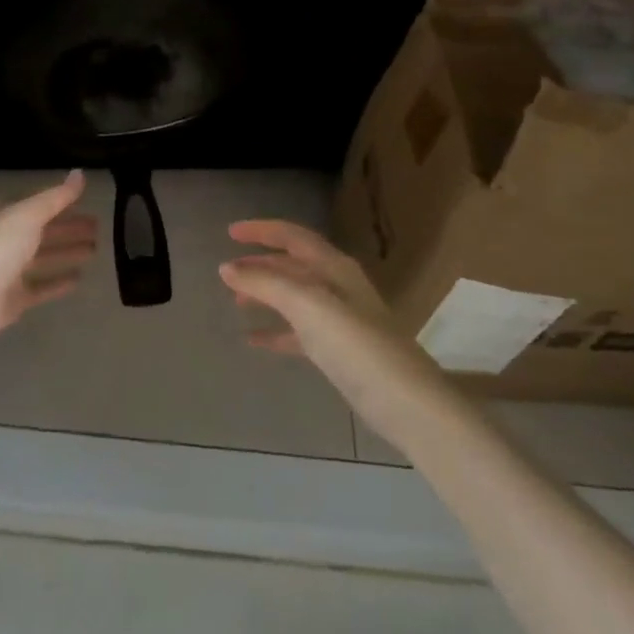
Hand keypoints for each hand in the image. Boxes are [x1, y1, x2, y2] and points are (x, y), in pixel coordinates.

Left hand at [0, 171, 97, 354]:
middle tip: (99, 227)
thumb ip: (56, 197)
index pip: (39, 205)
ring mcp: (9, 271)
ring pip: (44, 258)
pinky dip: (58, 282)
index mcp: (5, 215)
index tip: (88, 202)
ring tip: (95, 249)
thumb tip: (80, 173)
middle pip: (44, 231)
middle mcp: (6, 240)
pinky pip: (42, 287)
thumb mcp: (27, 215)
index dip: (63, 203)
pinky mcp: (14, 300)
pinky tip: (79, 278)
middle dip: (69, 228)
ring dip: (67, 252)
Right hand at [220, 219, 453, 444]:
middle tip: (228, 272)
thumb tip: (227, 267)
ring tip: (237, 301)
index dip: (261, 230)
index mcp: (334, 267)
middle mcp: (338, 286)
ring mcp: (341, 320)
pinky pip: (300, 332)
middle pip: (293, 264)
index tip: (230, 232)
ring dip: (266, 294)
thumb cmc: (356, 345)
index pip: (293, 235)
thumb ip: (266, 283)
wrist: (406, 403)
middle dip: (260, 264)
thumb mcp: (307, 306)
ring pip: (295, 297)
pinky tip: (254, 341)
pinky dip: (277, 331)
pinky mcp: (340, 352)